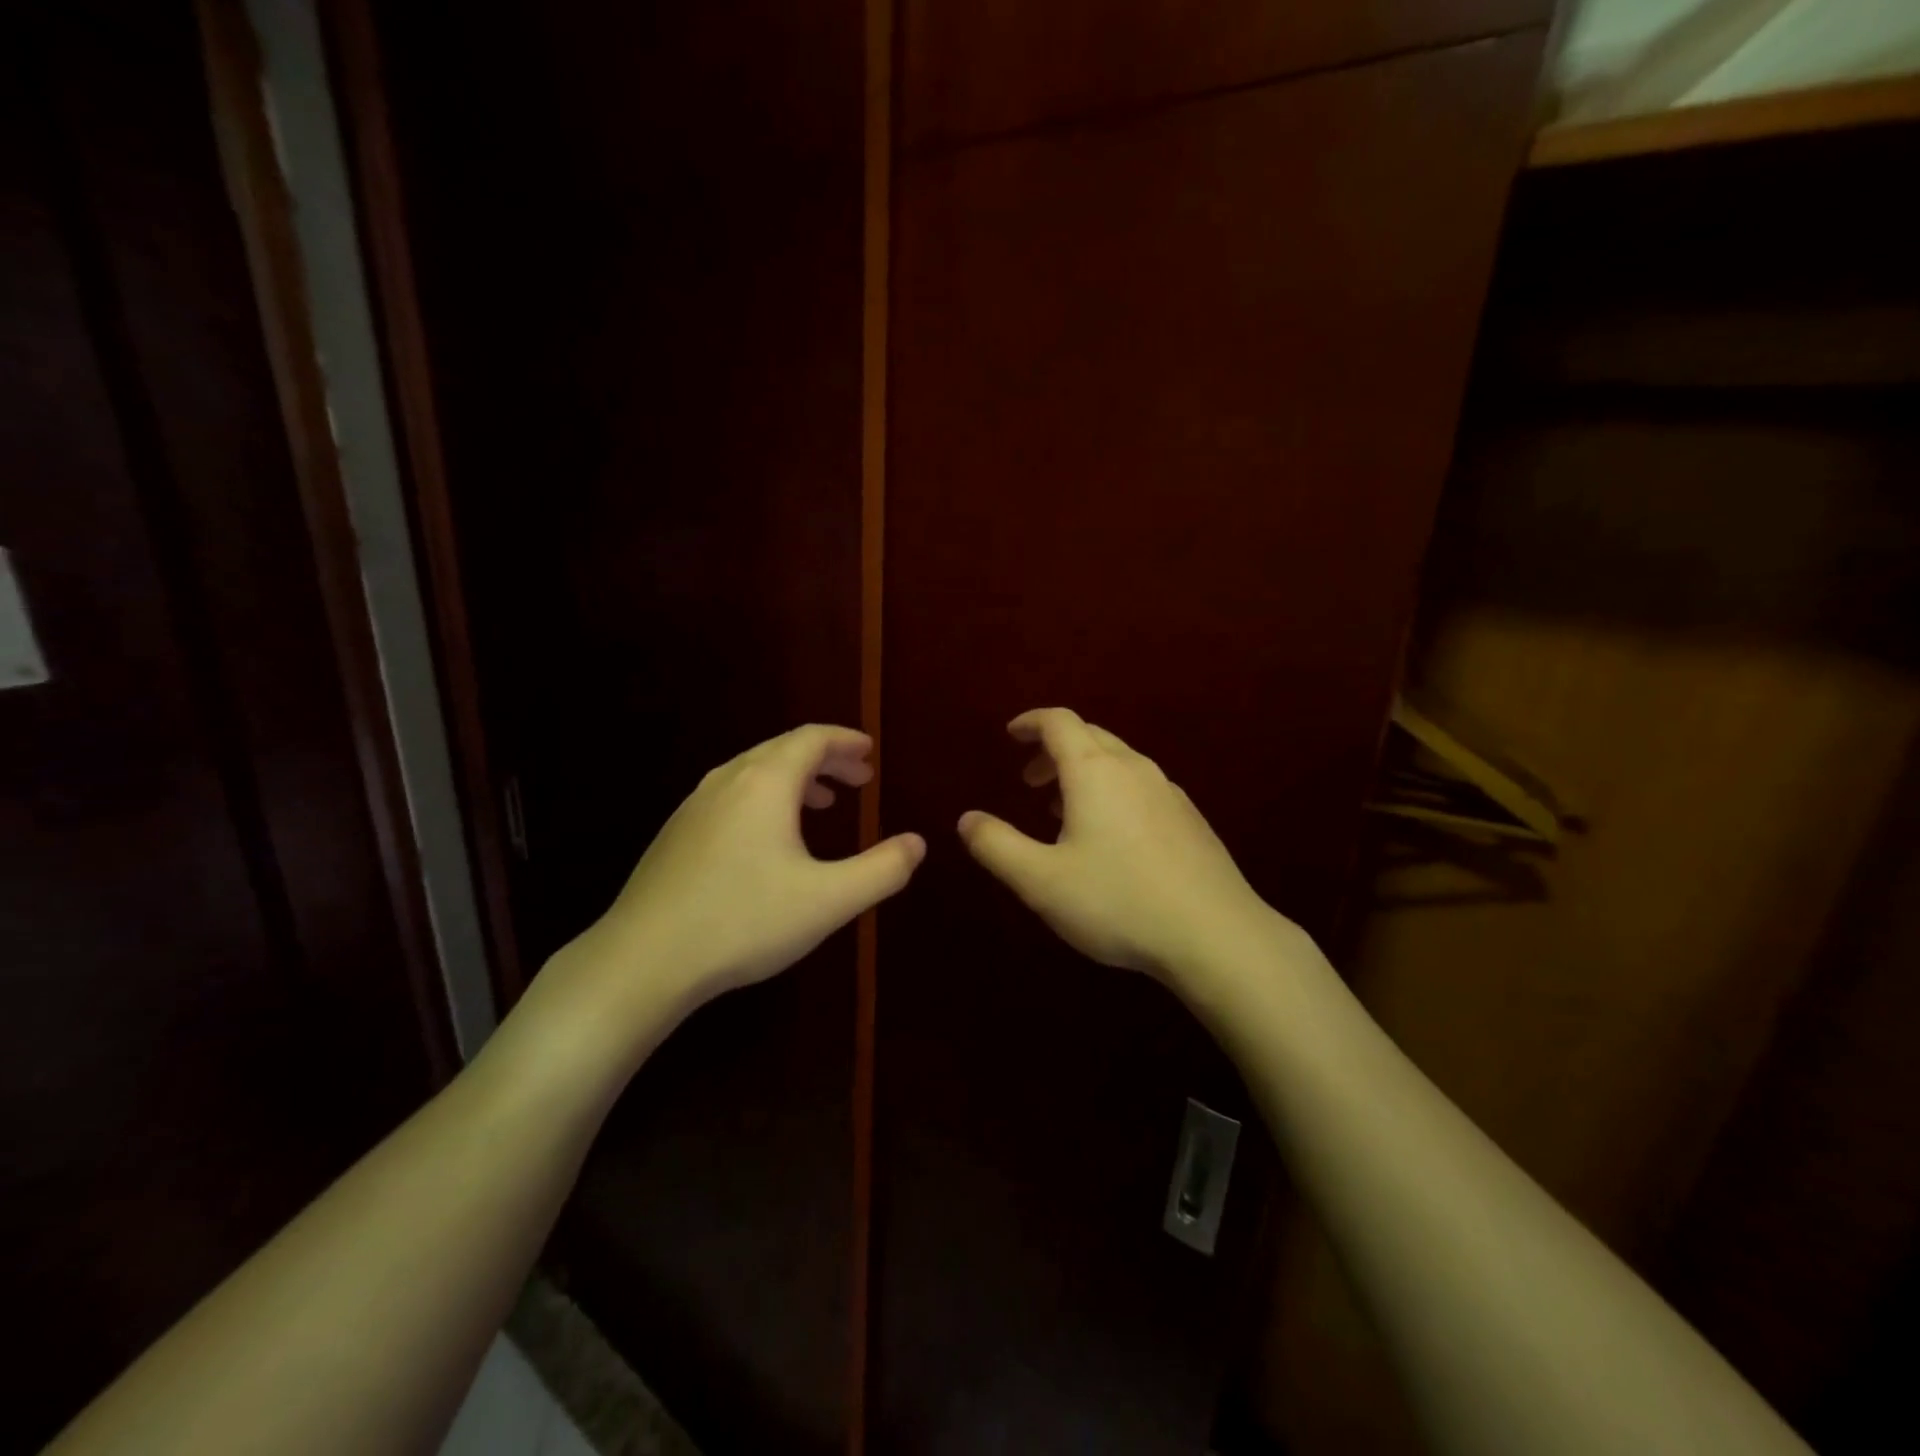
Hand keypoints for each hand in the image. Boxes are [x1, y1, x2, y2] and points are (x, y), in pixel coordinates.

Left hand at [556, 725, 924, 1017]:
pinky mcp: (677, 834)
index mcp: (765, 783)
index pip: (812, 739)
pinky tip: (769, 838)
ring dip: (795, 779)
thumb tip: (917, 843)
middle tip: (858, 778)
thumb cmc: (744, 920)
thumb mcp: (829, 900)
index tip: (869, 753)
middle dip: (825, 760)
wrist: (643, 960)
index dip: (845, 741)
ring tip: (822, 803)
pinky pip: (732, 795)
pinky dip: (765, 799)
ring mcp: (695, 806)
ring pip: (754, 773)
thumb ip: (883, 870)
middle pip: (783, 751)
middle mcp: (728, 781)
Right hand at [957, 708, 1274, 980]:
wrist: (1216, 935)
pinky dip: (1112, 793)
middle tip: (1029, 781)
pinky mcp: (1190, 820)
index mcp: (1095, 772)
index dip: (1031, 722)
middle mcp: (1134, 770)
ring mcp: (1169, 793)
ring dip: (1083, 774)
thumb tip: (967, 819)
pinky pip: (1141, 787)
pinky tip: (1110, 838)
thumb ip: (997, 846)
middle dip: (1053, 750)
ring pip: (1118, 763)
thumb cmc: (1118, 901)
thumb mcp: (1041, 880)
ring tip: (1061, 810)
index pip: (1060, 722)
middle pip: (1090, 737)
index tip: (1011, 735)